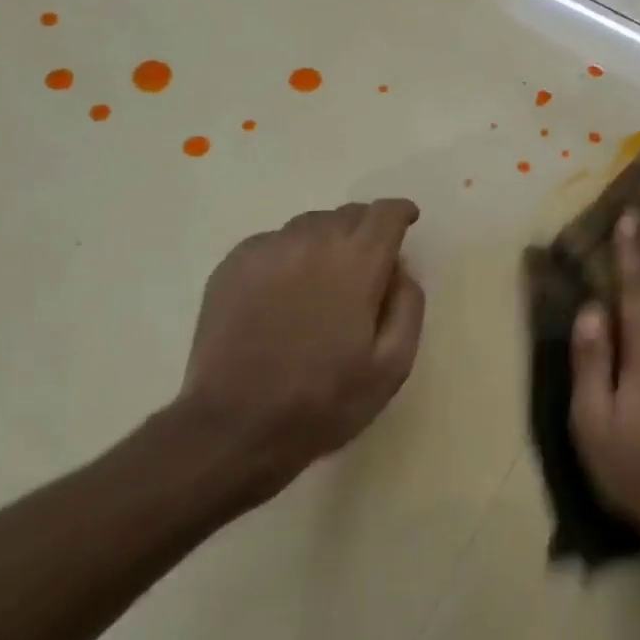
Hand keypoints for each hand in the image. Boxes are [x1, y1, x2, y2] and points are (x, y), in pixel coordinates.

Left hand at [176, 199, 426, 486]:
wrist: (236, 426)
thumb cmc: (325, 401)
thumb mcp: (392, 366)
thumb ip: (408, 307)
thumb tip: (401, 270)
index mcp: (355, 264)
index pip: (384, 214)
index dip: (400, 213)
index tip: (407, 221)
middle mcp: (309, 243)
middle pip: (346, 214)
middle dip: (367, 227)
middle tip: (371, 259)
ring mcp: (264, 252)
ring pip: (308, 225)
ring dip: (328, 239)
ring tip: (329, 275)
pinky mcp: (230, 268)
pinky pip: (272, 243)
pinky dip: (291, 253)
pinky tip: (288, 288)